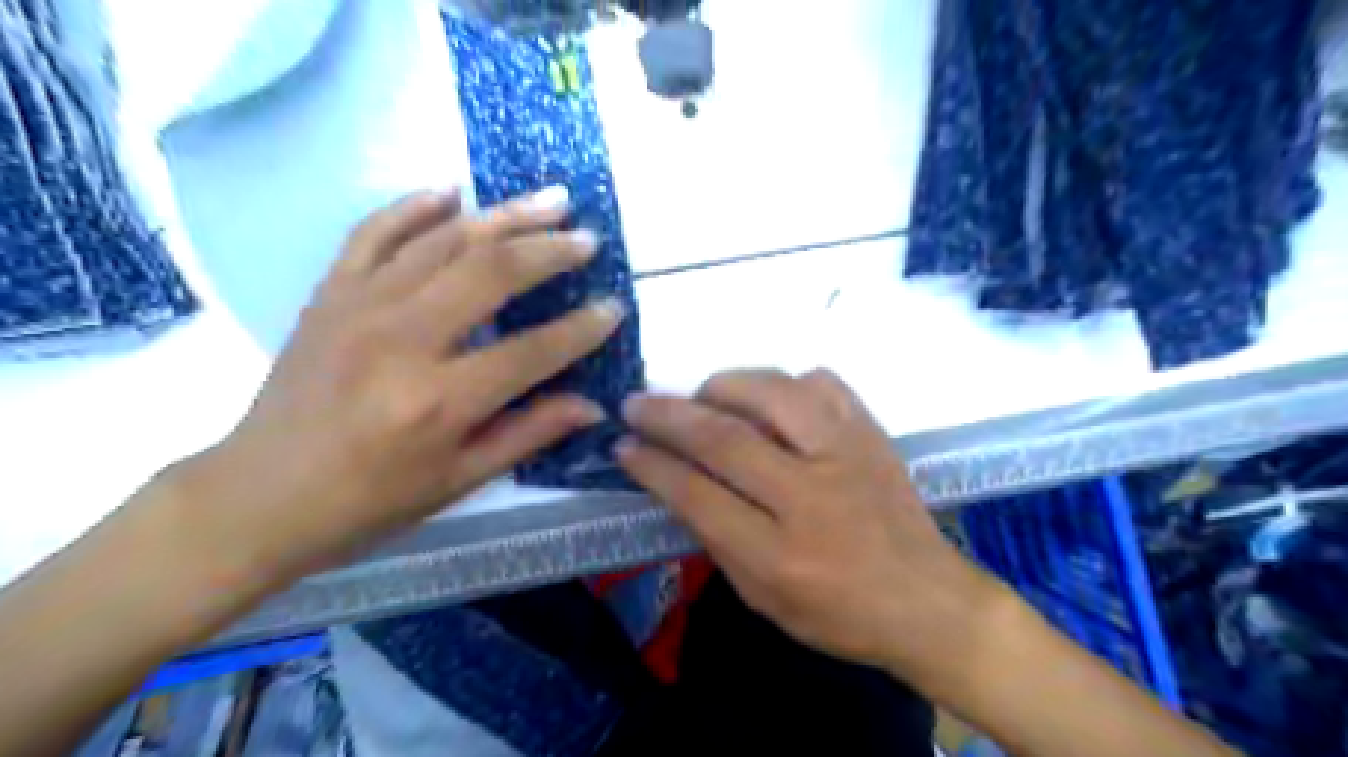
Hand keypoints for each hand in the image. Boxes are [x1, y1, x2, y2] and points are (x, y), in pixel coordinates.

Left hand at [166, 185, 620, 584]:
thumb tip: (593, 405)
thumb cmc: (370, 501)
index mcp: (439, 400)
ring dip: (503, 215)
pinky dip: (414, 206)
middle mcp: (402, 340)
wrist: (258, 495)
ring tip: (549, 201)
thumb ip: (530, 434)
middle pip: (491, 273)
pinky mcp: (329, 294)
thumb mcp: (460, 480)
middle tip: (588, 239)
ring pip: (443, 241)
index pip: (532, 351)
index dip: (581, 329)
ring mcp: (359, 307)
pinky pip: (373, 232)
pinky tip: (452, 191)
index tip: (614, 308)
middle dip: (549, 250)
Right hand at [616, 369, 1003, 684]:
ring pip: (772, 393)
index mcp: (780, 555)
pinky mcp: (871, 432)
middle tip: (637, 404)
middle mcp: (812, 496)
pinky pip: (821, 381)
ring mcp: (847, 454)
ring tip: (701, 396)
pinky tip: (770, 400)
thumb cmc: (838, 612)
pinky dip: (784, 382)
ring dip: (722, 386)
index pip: (698, 495)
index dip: (652, 465)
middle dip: (669, 415)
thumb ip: (715, 538)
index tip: (623, 445)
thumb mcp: (763, 598)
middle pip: (726, 437)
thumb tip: (674, 480)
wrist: (927, 600)